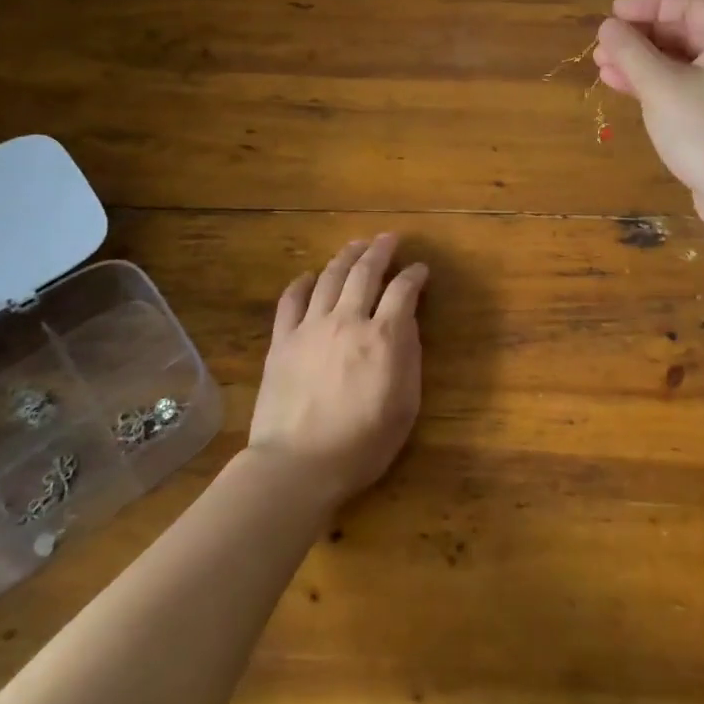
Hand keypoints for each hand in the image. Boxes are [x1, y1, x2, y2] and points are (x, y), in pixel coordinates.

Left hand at [249, 234, 427, 505]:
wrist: (297, 465)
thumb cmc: (362, 443)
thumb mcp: (405, 405)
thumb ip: (409, 357)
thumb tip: (407, 323)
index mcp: (383, 336)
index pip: (403, 290)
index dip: (415, 274)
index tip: (421, 269)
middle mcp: (347, 320)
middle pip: (365, 272)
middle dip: (380, 250)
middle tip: (389, 238)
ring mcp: (311, 328)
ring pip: (329, 277)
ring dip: (345, 256)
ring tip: (355, 245)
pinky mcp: (282, 341)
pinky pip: (291, 300)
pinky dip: (302, 283)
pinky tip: (309, 276)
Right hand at [595, 0, 703, 229]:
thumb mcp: (661, 86)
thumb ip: (631, 51)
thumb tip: (608, 26)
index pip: (689, 4)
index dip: (648, 4)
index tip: (612, 14)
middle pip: (684, 32)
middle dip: (640, 37)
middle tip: (602, 44)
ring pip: (681, 62)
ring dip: (642, 62)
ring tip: (602, 66)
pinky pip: (684, 87)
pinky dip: (655, 84)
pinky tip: (622, 87)